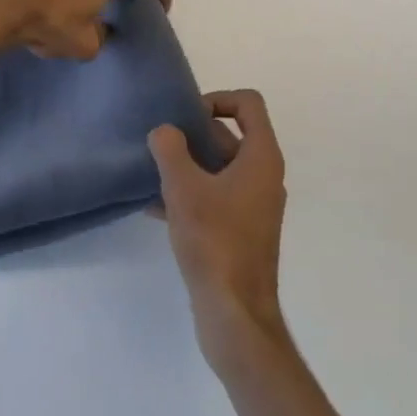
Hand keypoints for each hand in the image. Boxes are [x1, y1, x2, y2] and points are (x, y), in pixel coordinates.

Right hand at [149, 90, 289, 372]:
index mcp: (261, 157)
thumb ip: (170, 150)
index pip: (248, 104)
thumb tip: (163, 131)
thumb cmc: (215, 242)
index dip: (217, 99)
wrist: (235, 316)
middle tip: (161, 143)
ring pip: (220, 169)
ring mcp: (255, 206)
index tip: (187, 117)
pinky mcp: (242, 232)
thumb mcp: (184, 189)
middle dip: (195, 135)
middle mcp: (264, 176)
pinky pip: (216, 197)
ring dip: (188, 166)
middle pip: (231, 135)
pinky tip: (155, 208)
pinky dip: (191, 194)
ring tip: (152, 172)